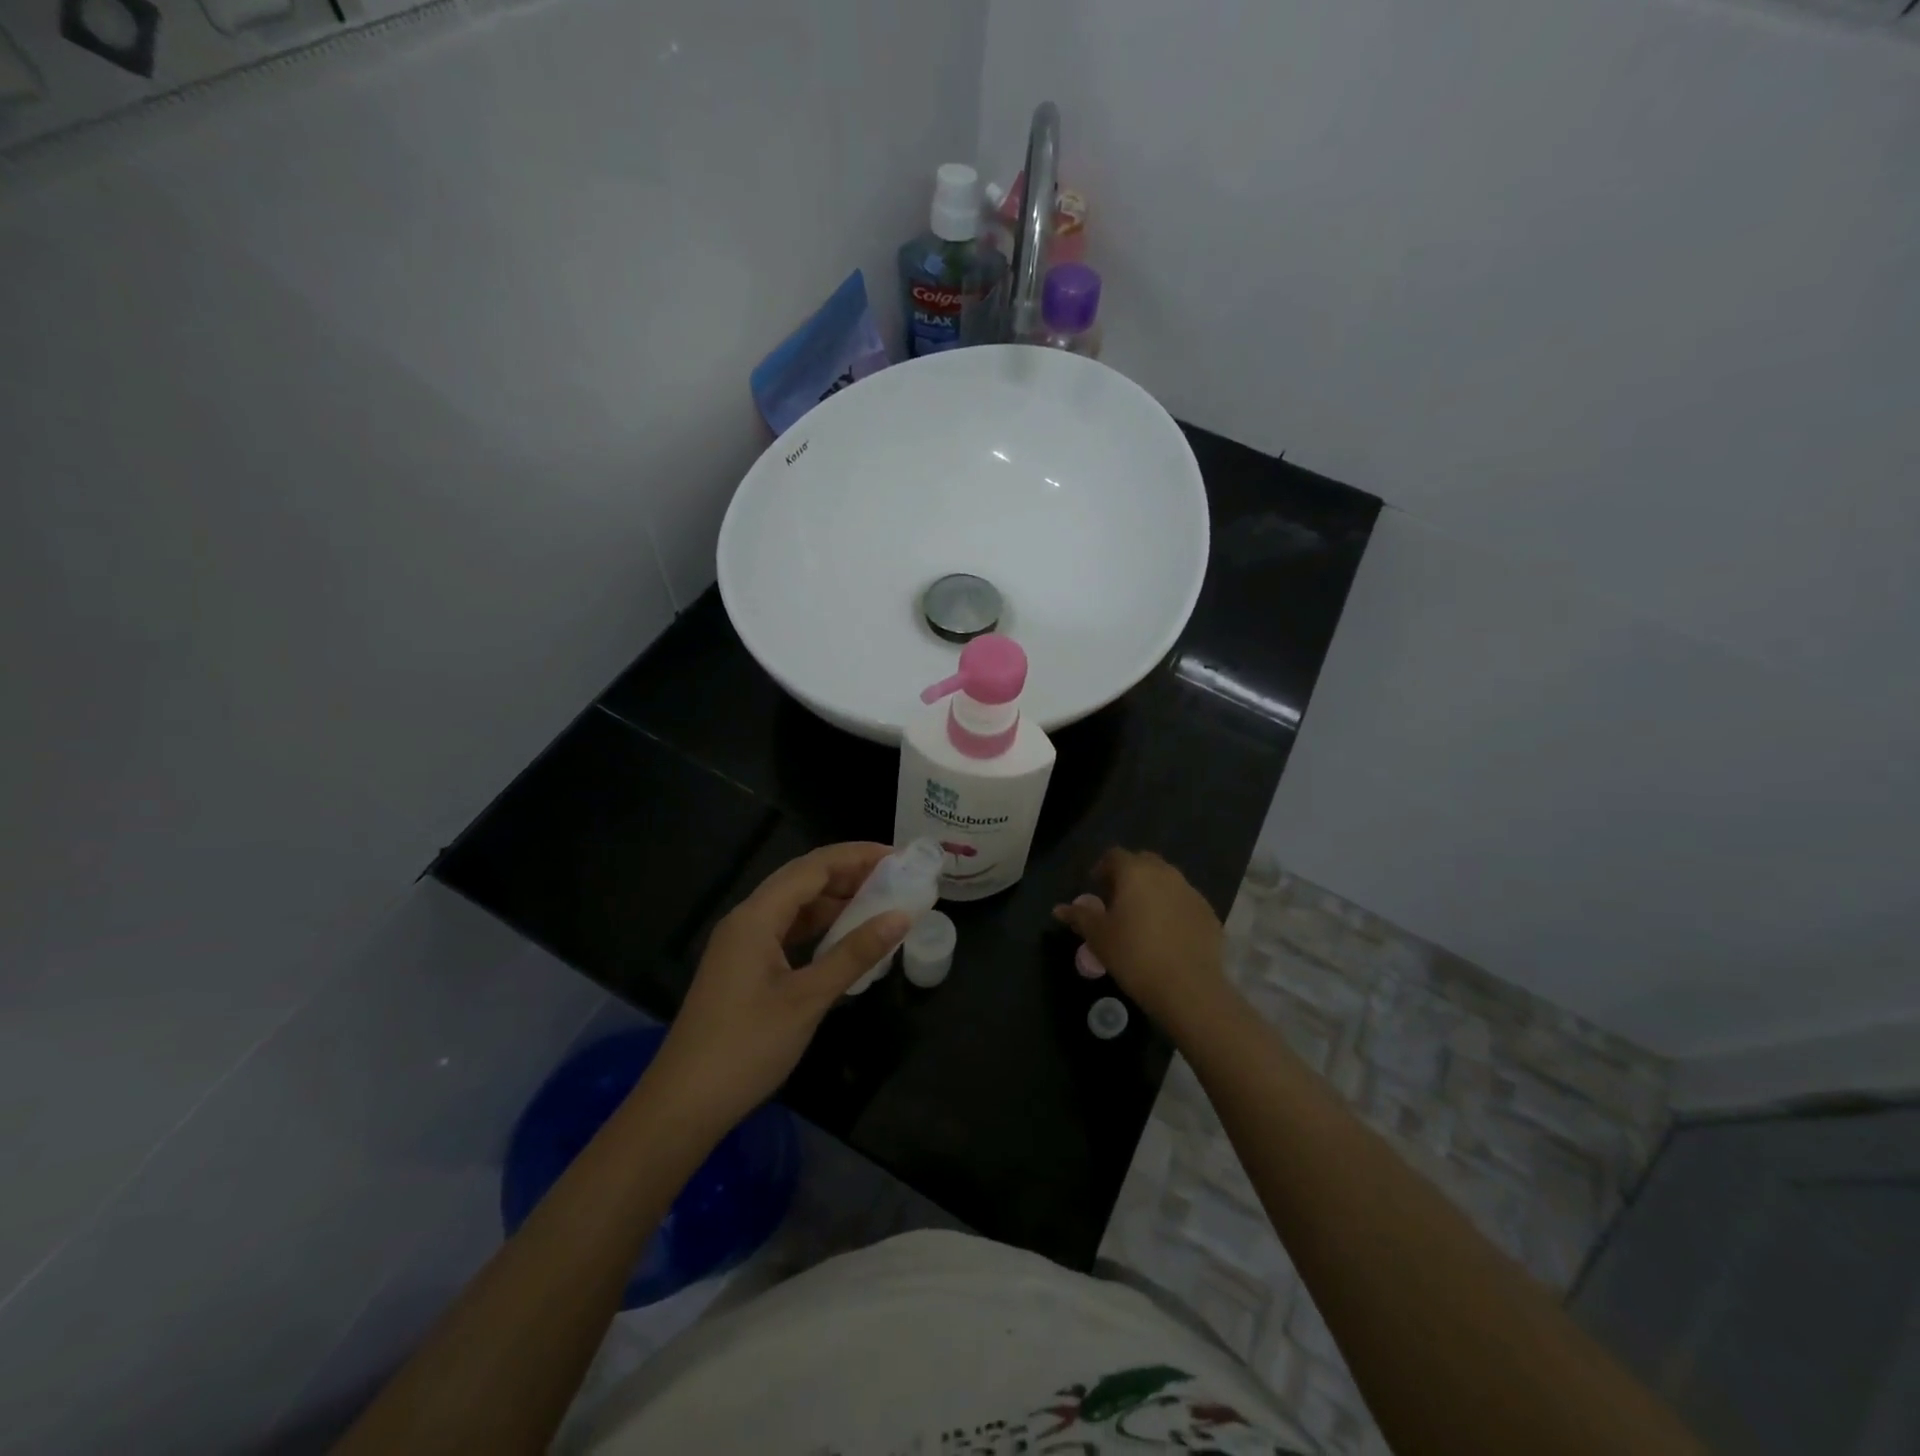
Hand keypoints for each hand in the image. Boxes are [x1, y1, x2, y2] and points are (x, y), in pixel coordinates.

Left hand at [643, 843, 912, 1135]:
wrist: (683, 1105)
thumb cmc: (746, 1047)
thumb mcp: (808, 998)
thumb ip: (854, 953)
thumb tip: (901, 916)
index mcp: (756, 917)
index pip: (813, 867)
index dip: (857, 856)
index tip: (899, 856)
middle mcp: (746, 920)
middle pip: (802, 879)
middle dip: (848, 872)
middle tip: (895, 876)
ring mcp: (742, 944)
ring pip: (794, 906)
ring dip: (834, 900)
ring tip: (878, 901)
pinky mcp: (743, 968)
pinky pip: (786, 931)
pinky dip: (818, 927)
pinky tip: (843, 938)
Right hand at [1053, 848, 1229, 1031]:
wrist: (1189, 988)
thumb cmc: (1134, 955)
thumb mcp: (1098, 937)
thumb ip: (1079, 916)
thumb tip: (1059, 908)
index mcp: (1135, 872)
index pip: (1115, 855)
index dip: (1102, 868)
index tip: (1096, 888)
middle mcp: (1166, 873)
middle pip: (1143, 862)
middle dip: (1129, 875)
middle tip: (1118, 901)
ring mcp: (1191, 892)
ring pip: (1167, 881)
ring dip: (1153, 891)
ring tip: (1143, 919)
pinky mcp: (1209, 913)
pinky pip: (1185, 901)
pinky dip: (1173, 909)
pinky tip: (1167, 935)